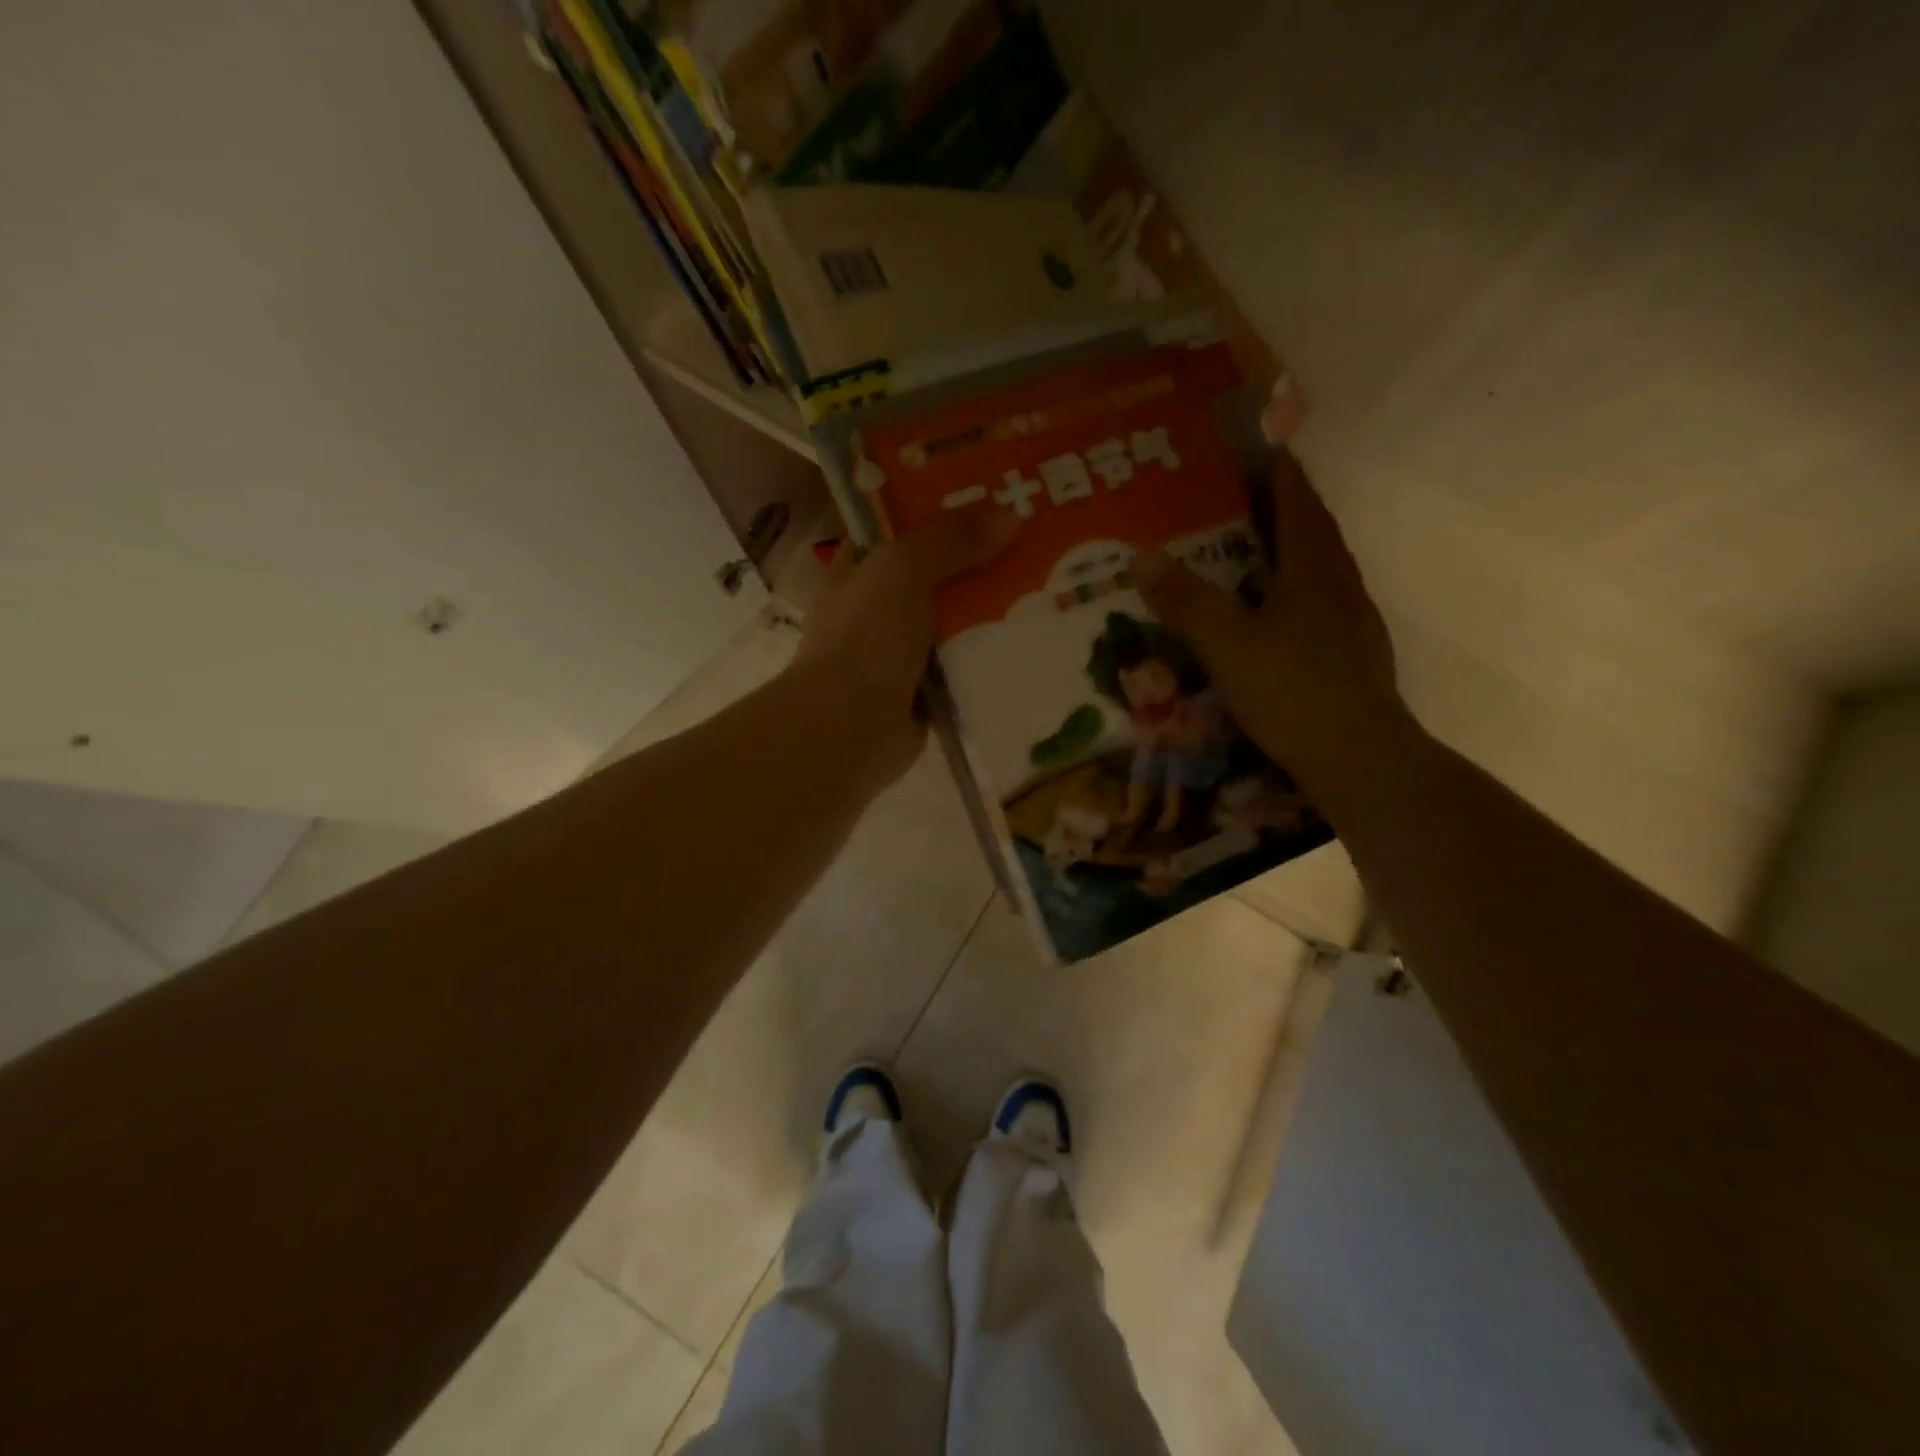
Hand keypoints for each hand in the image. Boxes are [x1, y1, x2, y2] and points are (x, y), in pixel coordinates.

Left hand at [793, 510, 1018, 786]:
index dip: (940, 508)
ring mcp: (902, 651)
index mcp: (859, 569)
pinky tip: (1034, 639)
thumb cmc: (866, 637)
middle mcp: (879, 607)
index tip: (992, 496)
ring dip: (992, 609)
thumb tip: (1010, 516)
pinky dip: (992, 654)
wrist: (851, 727)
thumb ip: (950, 540)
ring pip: (955, 619)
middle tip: (1037, 540)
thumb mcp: (902, 569)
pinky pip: (966, 663)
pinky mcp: (926, 689)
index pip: (900, 527)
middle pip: (937, 572)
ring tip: (1049, 584)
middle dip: (981, 559)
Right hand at [1135, 450, 1406, 772]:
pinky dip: (1305, 597)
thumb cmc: (1291, 690)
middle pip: (1318, 536)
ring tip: (1268, 553)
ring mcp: (1355, 627)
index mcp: (1313, 574)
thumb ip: (1185, 601)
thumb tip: (1141, 555)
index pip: (1300, 508)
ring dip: (1301, 554)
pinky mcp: (1356, 661)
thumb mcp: (1226, 644)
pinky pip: (1327, 610)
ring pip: (1327, 575)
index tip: (1268, 451)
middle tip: (1258, 499)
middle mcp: (1340, 590)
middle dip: (1292, 510)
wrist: (1359, 757)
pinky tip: (1287, 619)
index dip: (1283, 477)